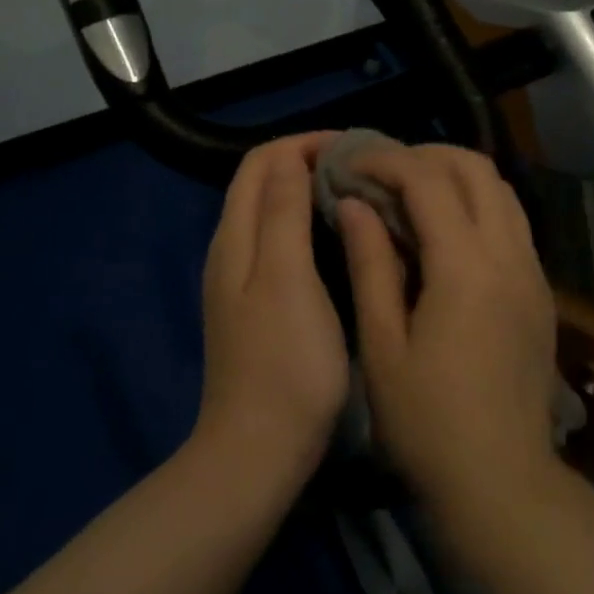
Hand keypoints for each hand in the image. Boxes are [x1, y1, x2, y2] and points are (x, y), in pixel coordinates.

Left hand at [195, 133, 350, 482]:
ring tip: (356, 192)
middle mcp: (231, 250)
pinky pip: (280, 241)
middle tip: (362, 166)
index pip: (261, 161)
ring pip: (271, 211)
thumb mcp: (287, 278)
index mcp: (236, 237)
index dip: (304, 143)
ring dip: (308, 190)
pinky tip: (340, 237)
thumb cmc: (284, 362)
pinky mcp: (257, 305)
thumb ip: (284, 213)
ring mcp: (242, 280)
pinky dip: (307, 223)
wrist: (259, 450)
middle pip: (261, 182)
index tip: (354, 148)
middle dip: (307, 161)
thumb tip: (291, 157)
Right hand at [335, 144, 558, 509]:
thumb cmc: (427, 423)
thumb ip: (370, 264)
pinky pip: (512, 222)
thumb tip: (354, 205)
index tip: (350, 163)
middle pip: (476, 169)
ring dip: (456, 176)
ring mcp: (533, 272)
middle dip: (426, 155)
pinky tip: (446, 230)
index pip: (428, 181)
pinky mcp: (541, 292)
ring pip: (502, 191)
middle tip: (382, 170)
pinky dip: (478, 204)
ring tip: (411, 191)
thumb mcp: (383, 344)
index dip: (385, 161)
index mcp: (466, 268)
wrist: (502, 483)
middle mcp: (509, 256)